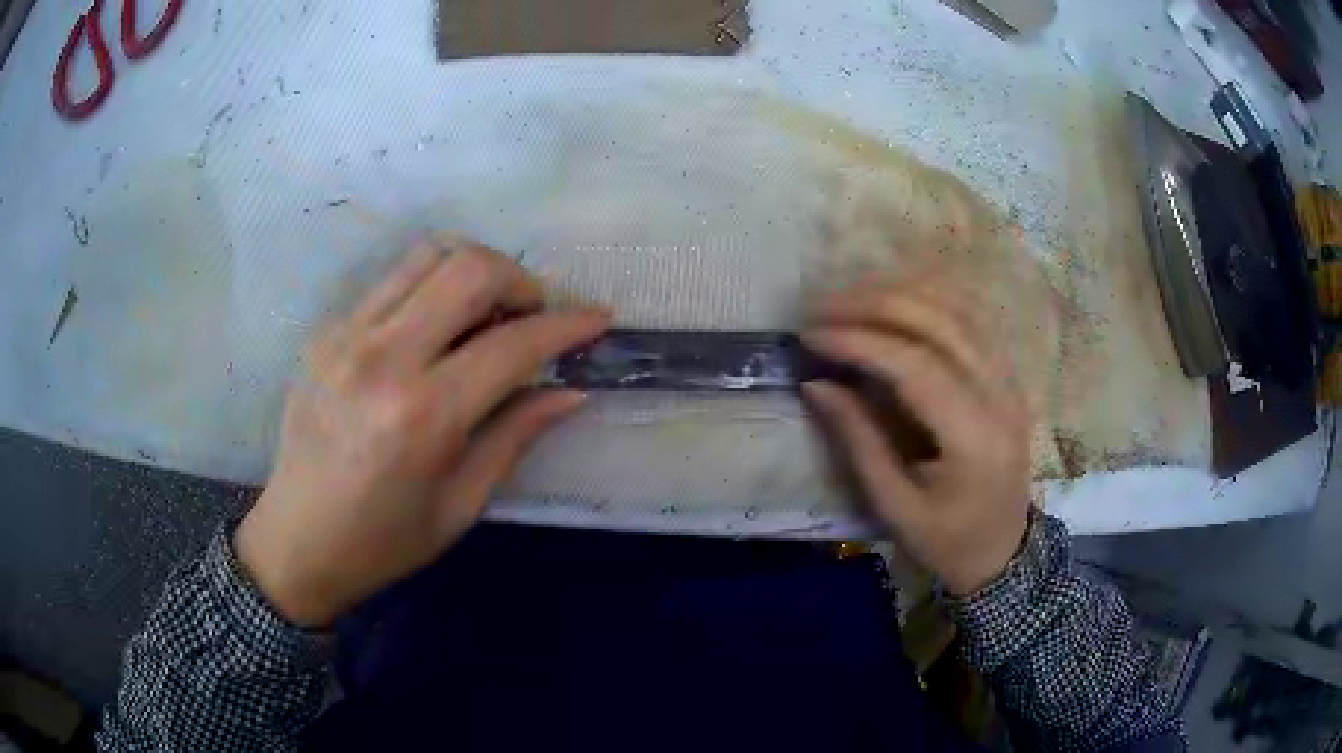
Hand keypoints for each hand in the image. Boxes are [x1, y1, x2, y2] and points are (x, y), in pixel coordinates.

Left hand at [236, 238, 609, 626]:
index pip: (514, 343)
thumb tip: (571, 391)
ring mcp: (346, 335)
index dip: (568, 324)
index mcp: (423, 415)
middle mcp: (383, 357)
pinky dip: (431, 289)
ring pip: (428, 255)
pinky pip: (393, 282)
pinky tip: (436, 330)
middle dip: (521, 279)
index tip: (598, 318)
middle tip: (534, 314)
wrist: (296, 540)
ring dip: (475, 269)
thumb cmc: (383, 540)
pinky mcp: (326, 330)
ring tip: (488, 311)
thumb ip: (516, 435)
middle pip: (470, 268)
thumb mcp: (461, 504)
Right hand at [803, 280, 1031, 595]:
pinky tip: (897, 301)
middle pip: (942, 323)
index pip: (916, 366)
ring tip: (852, 297)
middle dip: (877, 305)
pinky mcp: (1010, 378)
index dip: (861, 342)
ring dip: (903, 293)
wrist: (1003, 552)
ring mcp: (1011, 382)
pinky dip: (931, 300)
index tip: (811, 336)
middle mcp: (1001, 398)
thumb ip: (858, 441)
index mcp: (974, 440)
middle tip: (823, 307)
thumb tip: (816, 384)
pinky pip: (973, 320)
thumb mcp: (894, 506)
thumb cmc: (946, 541)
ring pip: (960, 310)